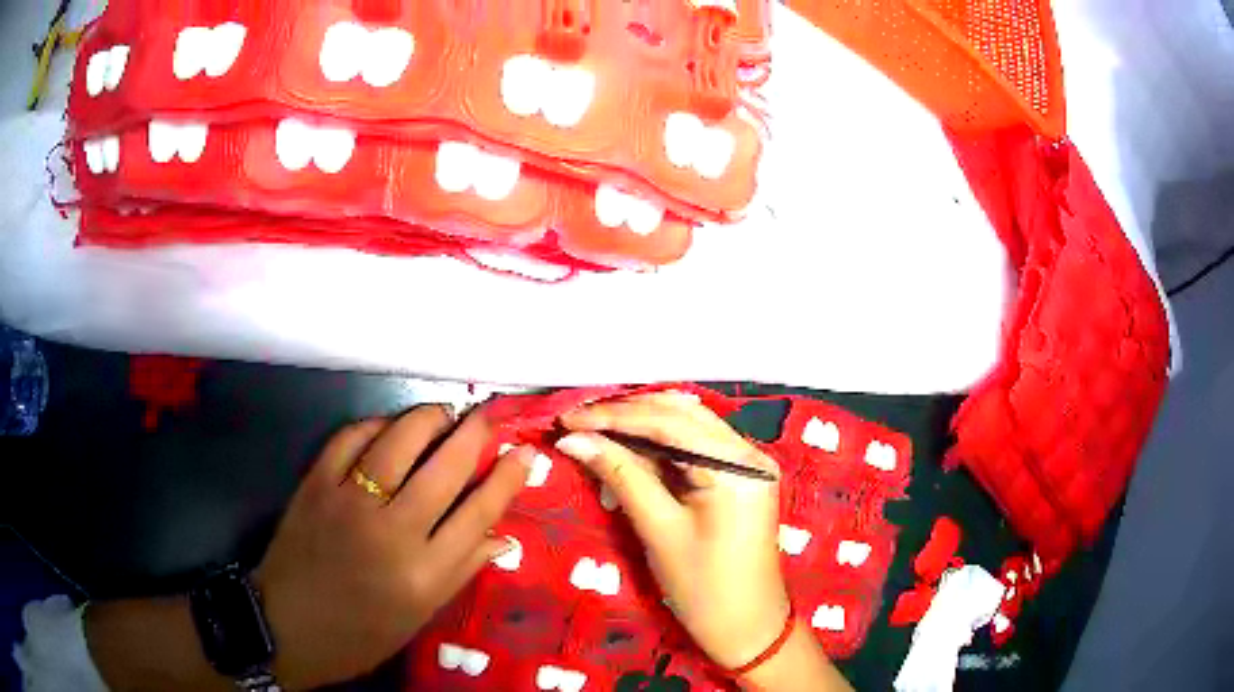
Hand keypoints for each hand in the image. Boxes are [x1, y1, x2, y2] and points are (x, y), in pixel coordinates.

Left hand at [254, 405, 531, 688]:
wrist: (288, 626)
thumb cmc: (361, 633)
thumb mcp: (420, 615)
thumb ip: (461, 571)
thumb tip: (502, 537)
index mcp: (424, 573)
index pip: (479, 513)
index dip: (507, 478)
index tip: (524, 453)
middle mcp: (392, 532)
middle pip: (445, 468)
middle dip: (475, 435)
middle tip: (489, 416)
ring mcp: (349, 503)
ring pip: (398, 441)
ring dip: (427, 418)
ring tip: (443, 414)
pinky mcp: (315, 485)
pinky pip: (348, 439)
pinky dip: (373, 425)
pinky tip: (387, 427)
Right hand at [555, 392, 789, 669]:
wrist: (746, 626)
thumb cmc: (703, 588)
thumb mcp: (658, 530)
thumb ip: (620, 475)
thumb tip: (575, 440)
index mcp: (737, 466)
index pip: (669, 422)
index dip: (614, 417)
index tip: (569, 419)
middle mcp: (749, 452)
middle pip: (681, 414)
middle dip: (627, 416)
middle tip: (578, 425)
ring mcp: (748, 462)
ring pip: (687, 426)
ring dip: (640, 427)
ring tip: (594, 434)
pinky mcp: (740, 476)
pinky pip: (694, 448)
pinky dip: (659, 447)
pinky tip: (626, 451)